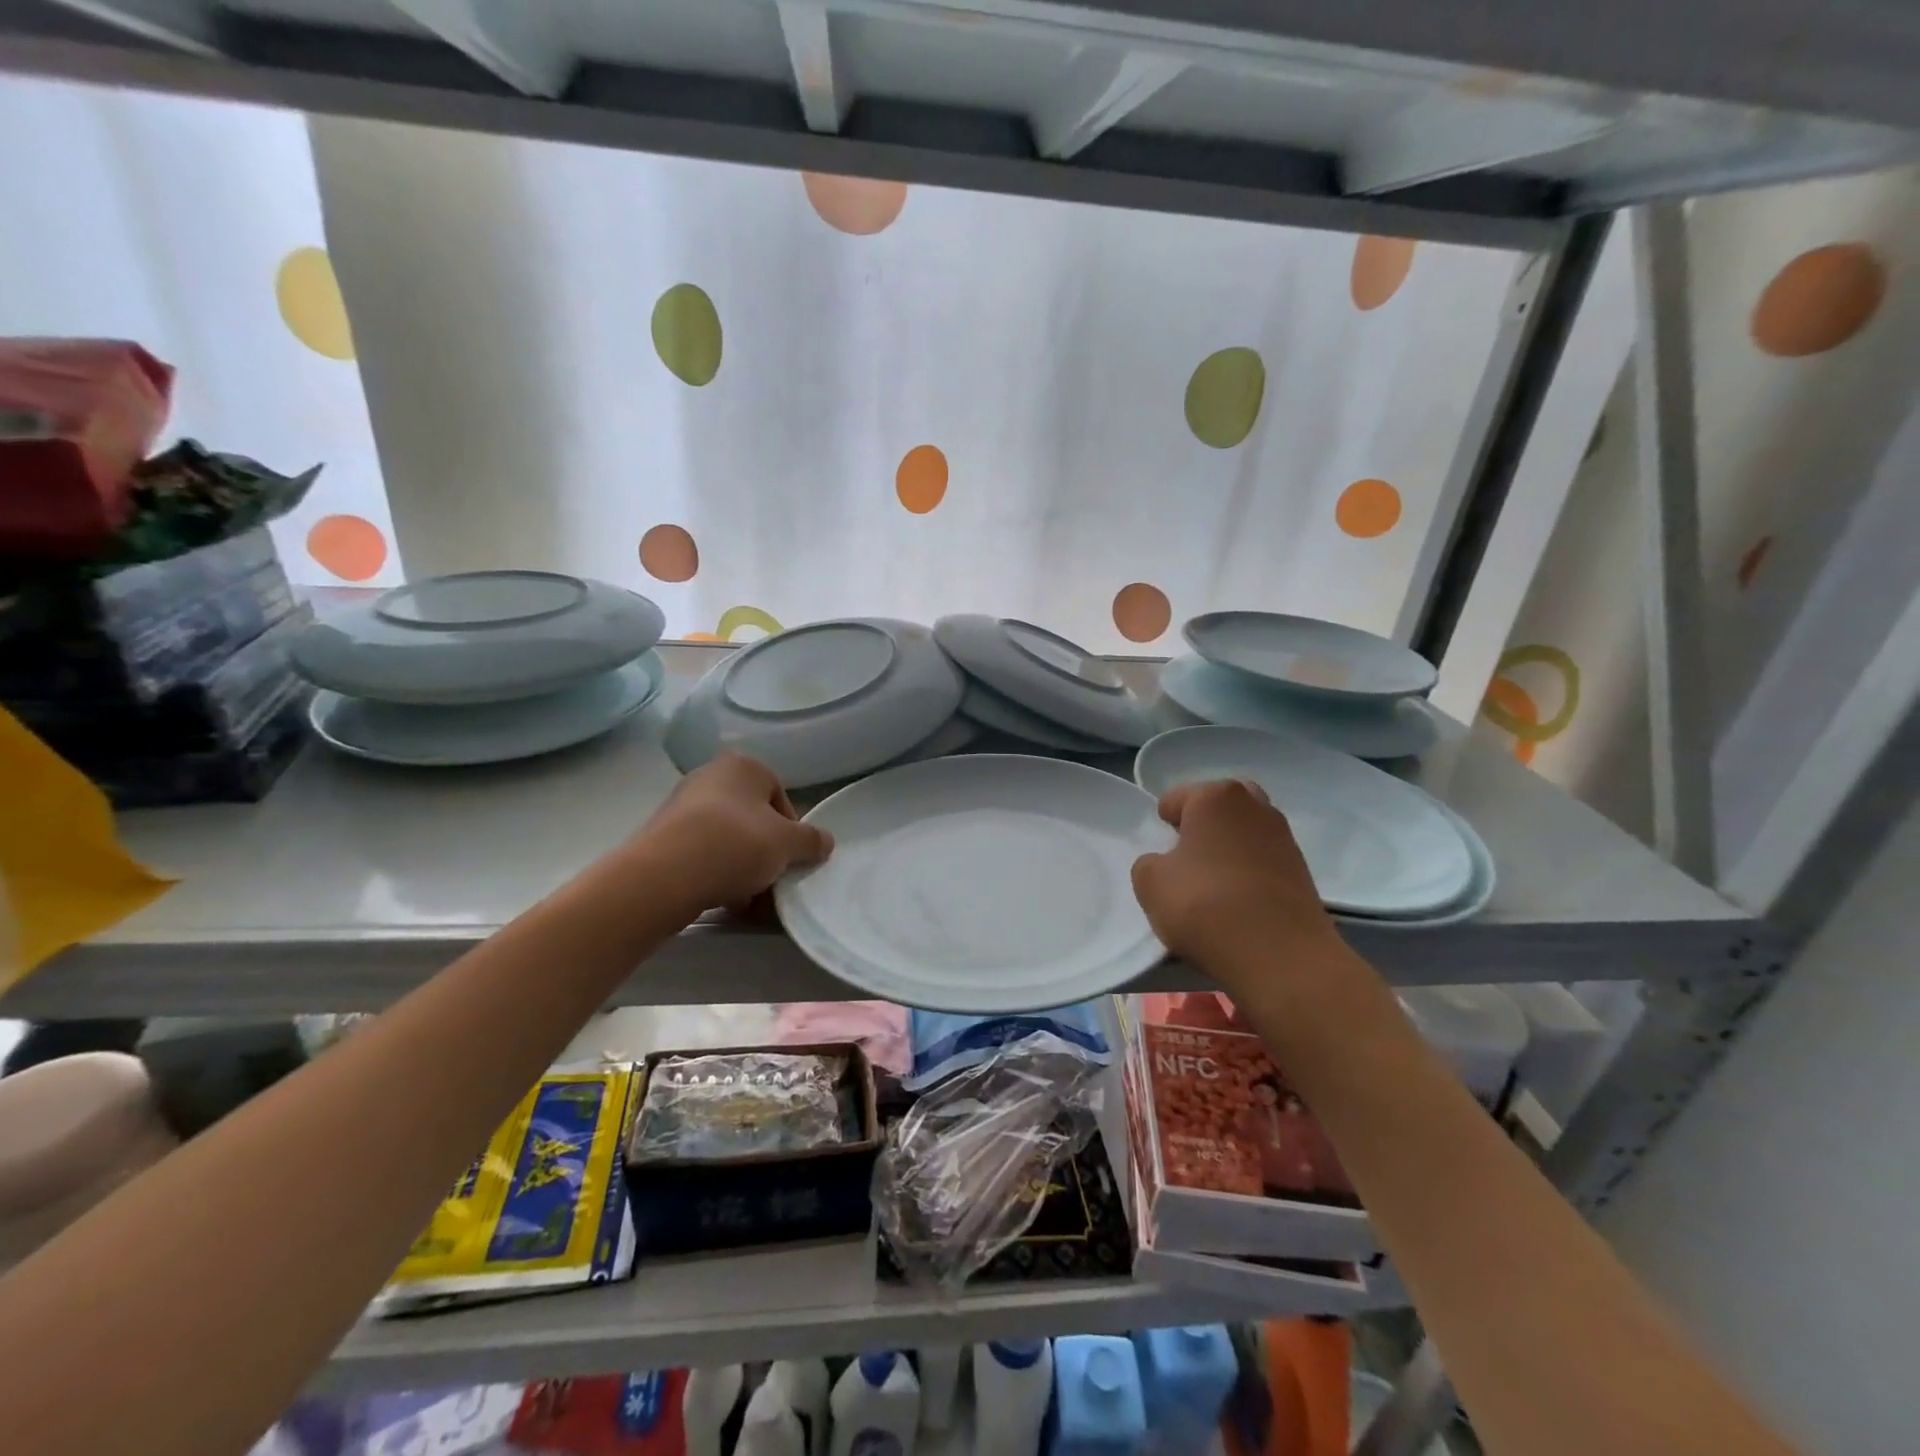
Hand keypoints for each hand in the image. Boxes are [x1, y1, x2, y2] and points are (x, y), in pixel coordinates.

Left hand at [636, 752, 832, 913]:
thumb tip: (825, 841)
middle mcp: (710, 778)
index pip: (780, 796)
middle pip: (753, 819)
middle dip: (766, 852)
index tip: (791, 857)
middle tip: (773, 880)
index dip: (791, 830)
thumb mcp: (788, 844)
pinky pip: (702, 855)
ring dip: (743, 868)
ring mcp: (681, 807)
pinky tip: (725, 900)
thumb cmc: (736, 844)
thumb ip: (811, 841)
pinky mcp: (662, 837)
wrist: (665, 876)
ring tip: (749, 898)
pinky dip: (716, 875)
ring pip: (728, 840)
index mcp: (742, 766)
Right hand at [1131, 780, 1346, 998]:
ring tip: (1214, 884)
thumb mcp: (1150, 884)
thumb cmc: (1205, 905)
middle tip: (1188, 857)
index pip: (1178, 798)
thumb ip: (1150, 864)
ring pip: (1246, 832)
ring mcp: (1284, 838)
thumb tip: (1168, 864)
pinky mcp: (1303, 871)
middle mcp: (1255, 806)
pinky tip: (1239, 903)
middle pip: (1221, 805)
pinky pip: (1265, 860)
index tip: (1161, 852)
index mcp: (1215, 797)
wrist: (1280, 956)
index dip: (1164, 823)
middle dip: (1204, 824)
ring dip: (1230, 848)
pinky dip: (1250, 872)